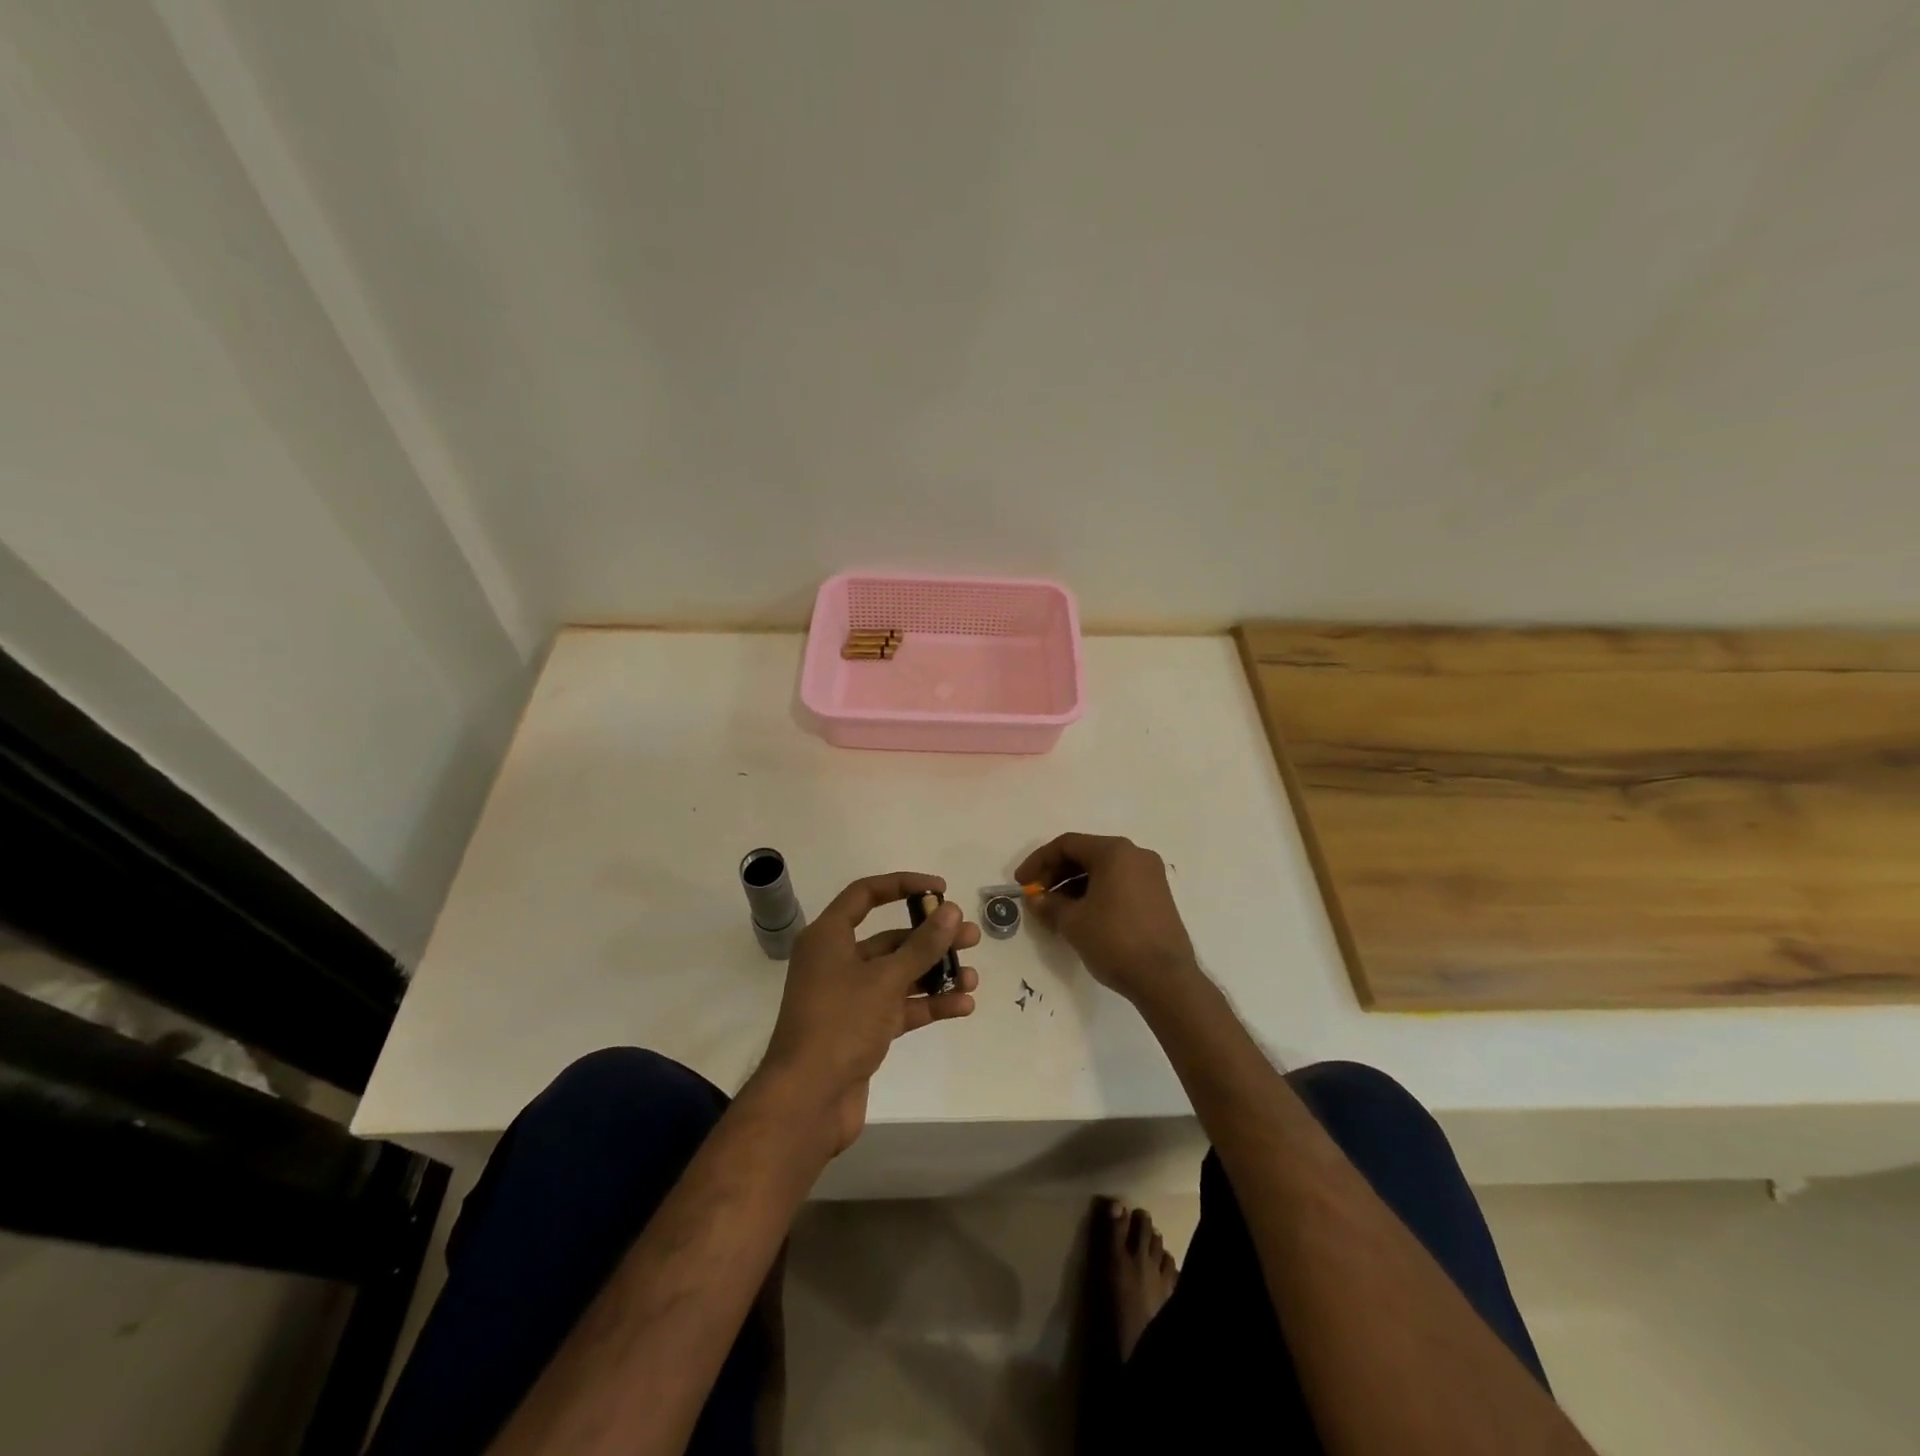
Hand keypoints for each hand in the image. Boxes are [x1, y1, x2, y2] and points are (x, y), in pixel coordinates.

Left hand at [757, 872, 979, 1153]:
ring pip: (899, 975)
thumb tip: (951, 911)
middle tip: (970, 936)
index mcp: (828, 937)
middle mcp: (837, 961)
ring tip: (972, 976)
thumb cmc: (840, 1024)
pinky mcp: (862, 1029)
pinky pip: (900, 1007)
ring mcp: (850, 998)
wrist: (807, 1101)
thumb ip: (922, 945)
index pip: (865, 895)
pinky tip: (962, 1005)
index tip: (940, 889)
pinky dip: (928, 1004)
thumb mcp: (885, 979)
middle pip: (890, 938)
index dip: (903, 885)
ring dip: (935, 973)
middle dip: (931, 937)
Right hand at [1015, 833, 1199, 1004]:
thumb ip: (1049, 905)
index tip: (1022, 883)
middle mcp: (1136, 855)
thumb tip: (1036, 900)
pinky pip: (1118, 883)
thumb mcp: (1072, 922)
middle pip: (1086, 854)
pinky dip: (1095, 893)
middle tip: (1037, 897)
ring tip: (1055, 910)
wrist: (1165, 978)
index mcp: (1115, 851)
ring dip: (1074, 885)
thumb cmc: (1115, 940)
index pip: (1067, 844)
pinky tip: (1081, 916)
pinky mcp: (1158, 896)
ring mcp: (1151, 875)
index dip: (1039, 861)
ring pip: (1102, 870)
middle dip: (1056, 874)